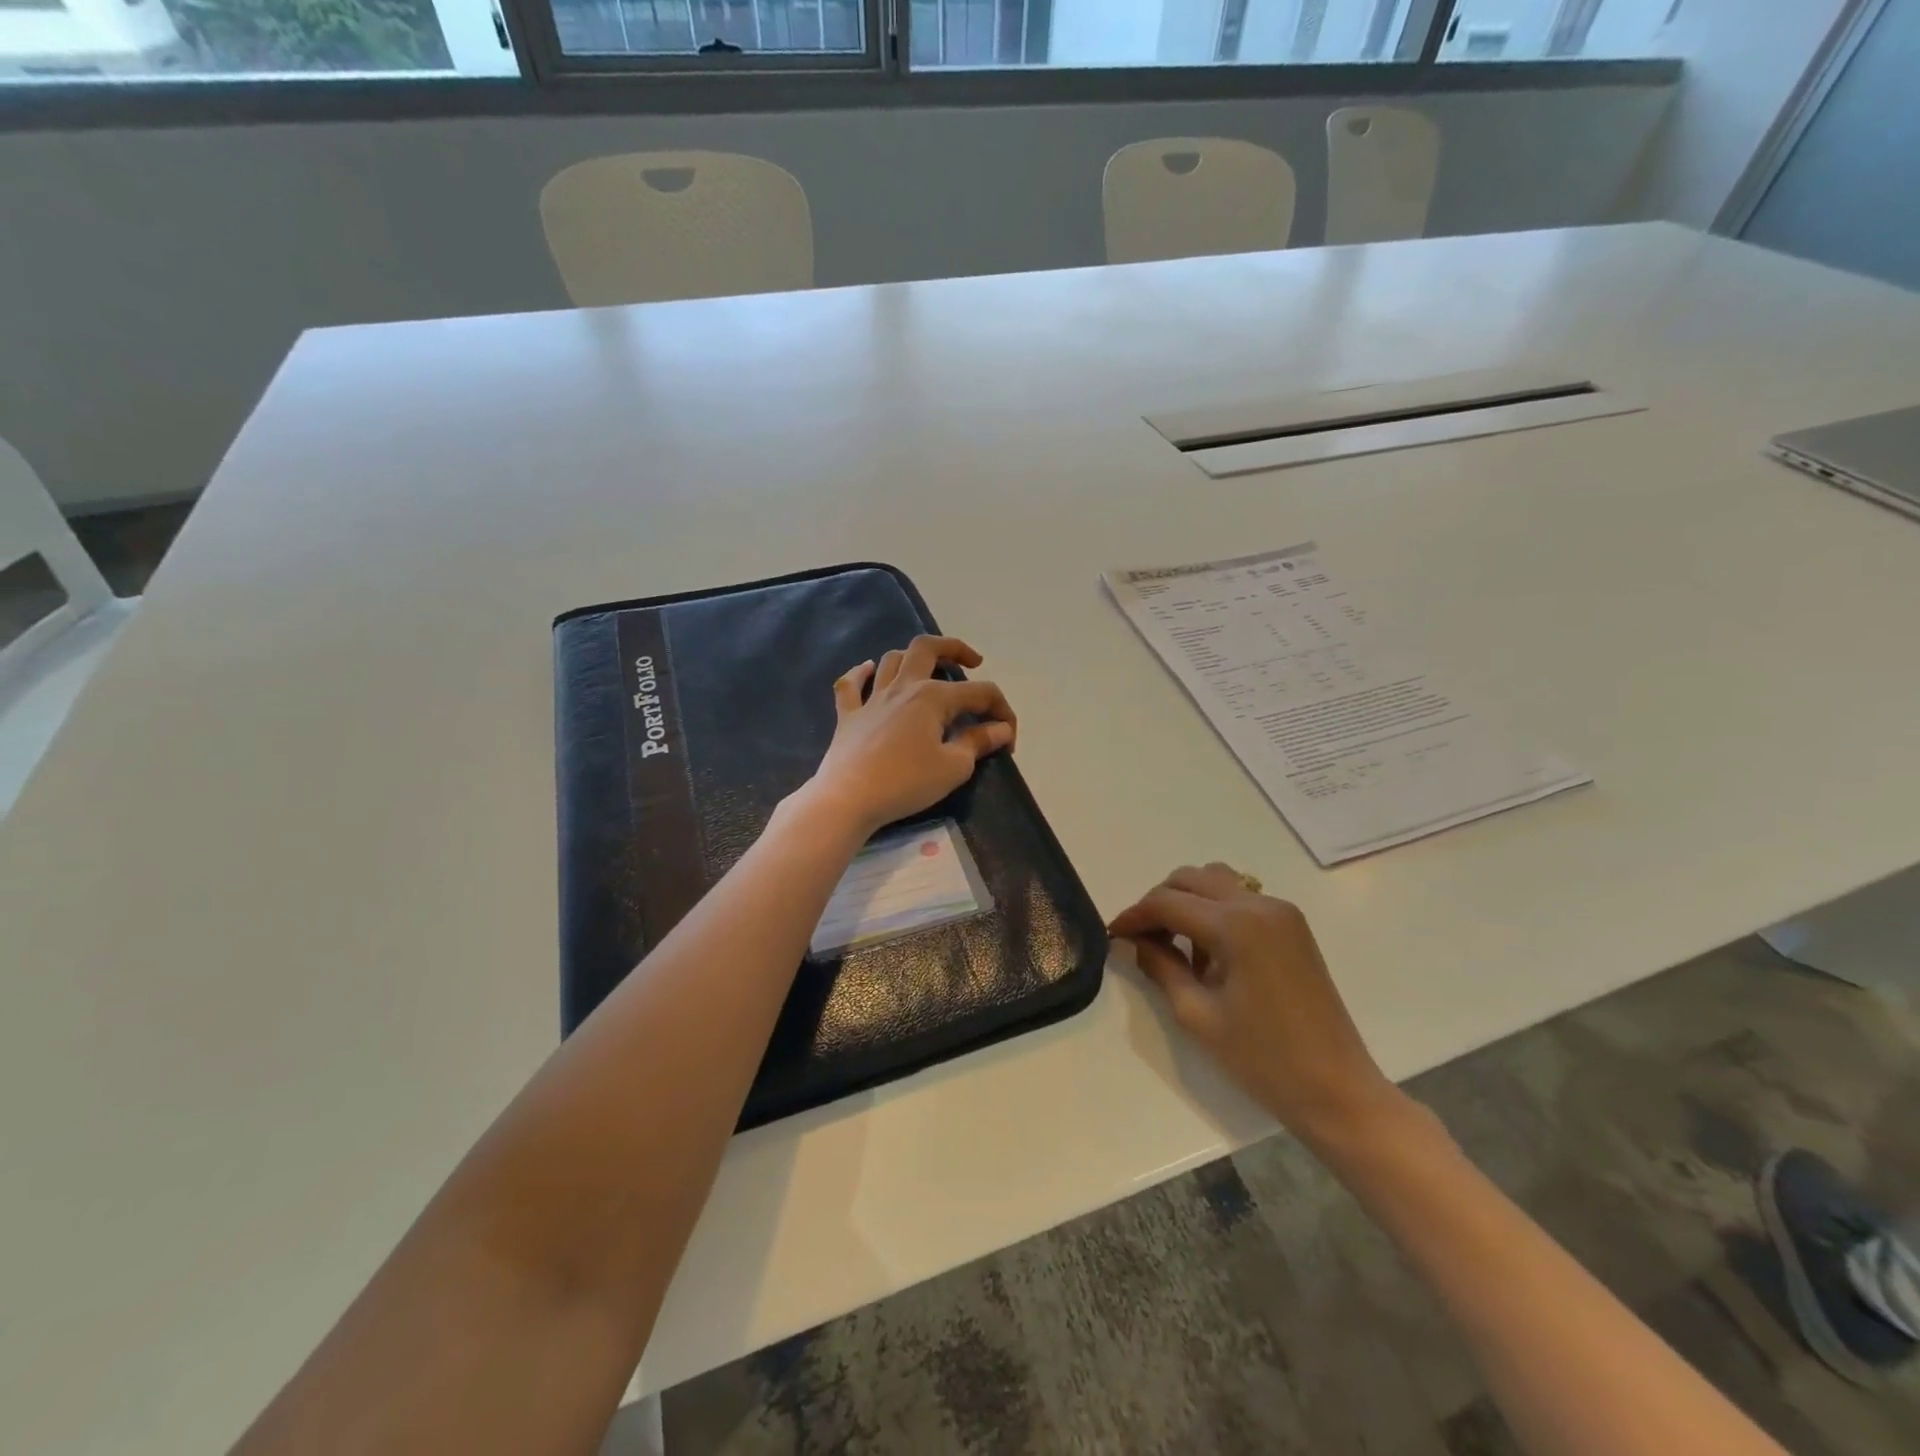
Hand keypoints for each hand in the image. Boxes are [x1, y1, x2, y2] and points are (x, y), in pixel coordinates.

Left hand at [806, 635, 1015, 837]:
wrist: (848, 799)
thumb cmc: (906, 783)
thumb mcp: (953, 767)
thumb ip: (978, 742)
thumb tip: (1001, 729)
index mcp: (933, 697)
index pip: (980, 693)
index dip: (1002, 711)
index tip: (1008, 741)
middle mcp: (903, 687)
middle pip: (927, 648)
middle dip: (954, 648)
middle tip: (971, 662)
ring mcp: (871, 699)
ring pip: (892, 660)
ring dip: (912, 658)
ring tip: (927, 670)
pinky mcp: (848, 717)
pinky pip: (850, 685)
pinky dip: (860, 674)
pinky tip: (868, 671)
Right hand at [1109, 863, 1404, 1145]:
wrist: (1337, 1091)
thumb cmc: (1263, 1060)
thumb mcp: (1197, 1015)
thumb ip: (1161, 967)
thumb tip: (1135, 941)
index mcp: (1236, 925)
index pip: (1167, 902)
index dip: (1134, 915)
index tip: (1113, 934)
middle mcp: (1259, 904)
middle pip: (1190, 879)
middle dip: (1158, 903)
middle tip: (1140, 938)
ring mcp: (1281, 912)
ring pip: (1216, 881)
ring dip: (1187, 901)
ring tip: (1173, 943)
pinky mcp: (1292, 926)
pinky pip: (1240, 899)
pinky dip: (1214, 911)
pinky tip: (1208, 951)